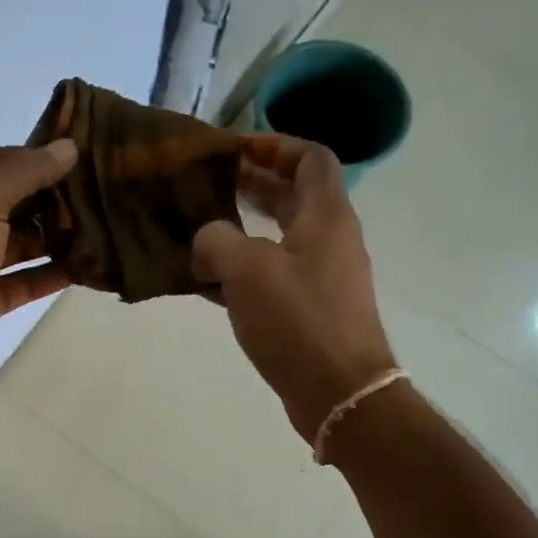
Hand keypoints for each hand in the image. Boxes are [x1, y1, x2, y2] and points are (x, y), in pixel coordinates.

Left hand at [0, 139, 79, 401]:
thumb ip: (27, 171)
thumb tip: (68, 147)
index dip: (23, 158)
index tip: (67, 161)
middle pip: (2, 201)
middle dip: (43, 199)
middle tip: (88, 195)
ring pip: (15, 242)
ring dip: (50, 236)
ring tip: (95, 227)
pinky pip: (22, 280)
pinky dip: (50, 273)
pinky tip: (85, 266)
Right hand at [192, 134, 397, 442]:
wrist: (339, 392)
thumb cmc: (298, 320)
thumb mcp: (246, 270)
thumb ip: (216, 240)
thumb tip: (206, 241)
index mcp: (326, 217)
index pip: (310, 158)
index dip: (274, 145)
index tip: (234, 150)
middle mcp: (329, 240)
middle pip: (293, 197)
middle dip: (252, 186)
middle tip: (208, 184)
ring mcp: (321, 278)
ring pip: (279, 238)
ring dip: (242, 229)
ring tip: (198, 230)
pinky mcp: (309, 311)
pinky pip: (272, 276)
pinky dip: (243, 271)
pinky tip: (206, 281)